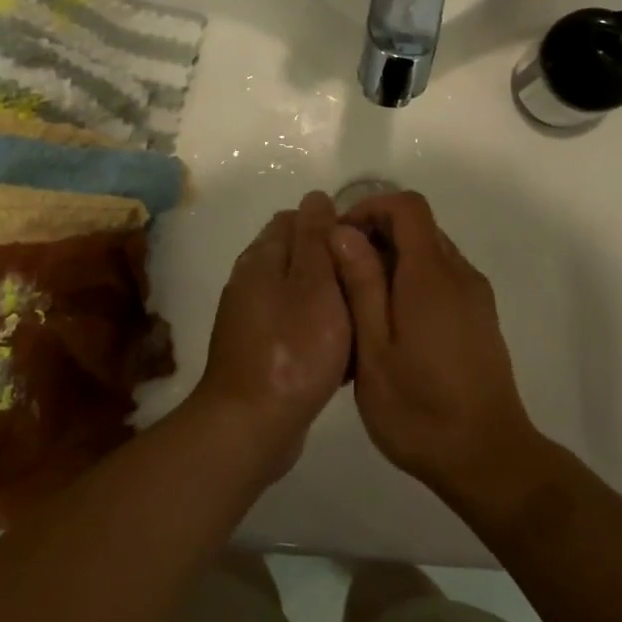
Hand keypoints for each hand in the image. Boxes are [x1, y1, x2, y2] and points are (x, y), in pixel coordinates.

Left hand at [194, 191, 353, 478]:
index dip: (332, 225)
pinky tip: (342, 352)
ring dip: (328, 300)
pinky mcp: (260, 351)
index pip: (296, 219)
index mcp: (261, 257)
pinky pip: (295, 327)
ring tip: (363, 317)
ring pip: (299, 294)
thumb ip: (315, 238)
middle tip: (370, 284)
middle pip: (298, 256)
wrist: (252, 424)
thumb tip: (315, 197)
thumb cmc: (293, 348)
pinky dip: (318, 331)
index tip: (365, 246)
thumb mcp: (314, 283)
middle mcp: (251, 281)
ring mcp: (252, 318)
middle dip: (333, 263)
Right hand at [329, 192, 538, 498]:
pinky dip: (412, 280)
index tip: (338, 238)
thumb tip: (343, 232)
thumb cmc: (420, 410)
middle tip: (340, 272)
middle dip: (376, 234)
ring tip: (359, 302)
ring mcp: (475, 296)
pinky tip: (390, 324)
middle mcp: (459, 275)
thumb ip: (361, 286)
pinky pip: (443, 277)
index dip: (370, 207)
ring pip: (430, 251)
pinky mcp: (480, 317)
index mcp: (431, 276)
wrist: (488, 459)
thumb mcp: (374, 350)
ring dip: (393, 258)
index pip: (407, 206)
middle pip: (419, 225)